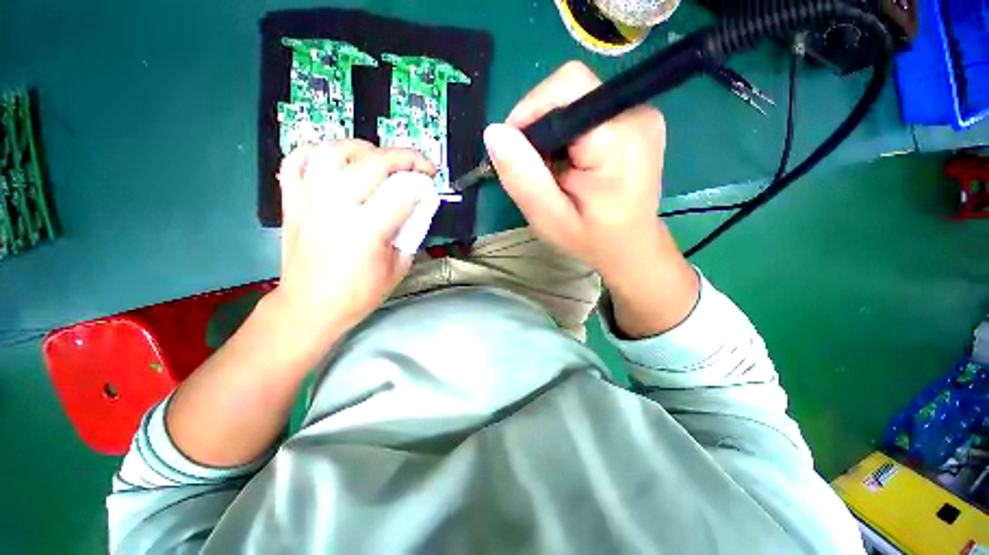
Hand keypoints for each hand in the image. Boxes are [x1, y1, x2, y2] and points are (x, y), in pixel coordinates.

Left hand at [274, 140, 435, 344]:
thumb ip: (412, 232)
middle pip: (372, 163)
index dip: (421, 182)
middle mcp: (335, 207)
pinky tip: (336, 161)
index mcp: (366, 230)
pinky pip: (297, 160)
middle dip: (403, 157)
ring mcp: (309, 201)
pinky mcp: (292, 201)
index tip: (430, 183)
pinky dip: (318, 151)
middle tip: (417, 165)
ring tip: (377, 158)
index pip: (402, 192)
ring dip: (362, 147)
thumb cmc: (359, 293)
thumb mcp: (399, 267)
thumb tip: (419, 204)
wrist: (310, 306)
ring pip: (333, 151)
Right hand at [485, 62, 697, 336]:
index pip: (566, 87)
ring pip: (578, 100)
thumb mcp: (549, 218)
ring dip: (555, 133)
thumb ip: (523, 178)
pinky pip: (590, 111)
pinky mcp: (639, 121)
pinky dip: (571, 135)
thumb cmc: (590, 238)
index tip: (516, 150)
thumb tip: (494, 133)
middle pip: (570, 92)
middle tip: (538, 170)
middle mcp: (636, 114)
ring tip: (555, 172)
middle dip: (541, 127)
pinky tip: (572, 165)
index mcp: (617, 138)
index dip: (531, 110)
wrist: (630, 247)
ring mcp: (642, 115)